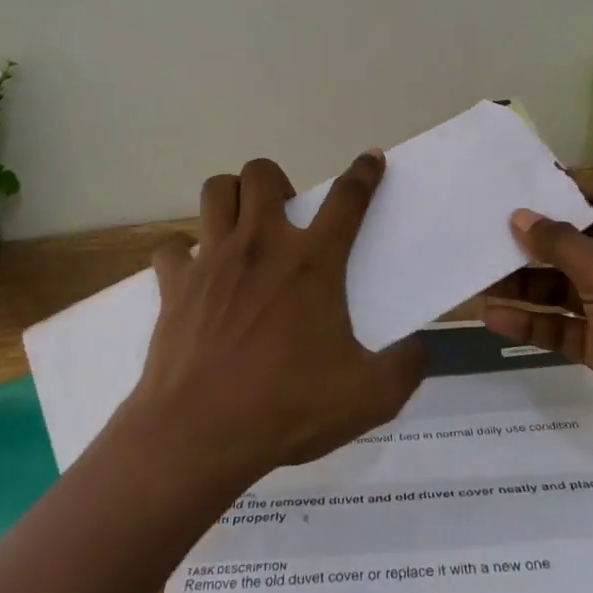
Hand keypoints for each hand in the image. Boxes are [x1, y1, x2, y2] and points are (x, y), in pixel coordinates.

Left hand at [122, 151, 425, 488]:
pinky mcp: (175, 283)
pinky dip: (183, 253)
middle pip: (262, 173)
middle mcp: (261, 245)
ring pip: (216, 191)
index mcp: (311, 263)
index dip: (364, 173)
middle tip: (285, 217)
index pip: (347, 199)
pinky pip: (172, 247)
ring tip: (242, 228)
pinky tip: (194, 275)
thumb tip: (420, 349)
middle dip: (277, 181)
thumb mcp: (368, 397)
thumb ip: (405, 369)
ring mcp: (213, 259)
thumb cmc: (286, 408)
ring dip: (231, 198)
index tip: (371, 158)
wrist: (199, 433)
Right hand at [483, 186, 592, 516]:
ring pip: (562, 288)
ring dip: (524, 285)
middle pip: (575, 246)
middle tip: (482, 231)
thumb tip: (520, 215)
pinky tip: (492, 318)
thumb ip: (561, 243)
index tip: (515, 185)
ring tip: (478, 277)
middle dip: (532, 242)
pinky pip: (561, 327)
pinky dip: (531, 322)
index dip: (562, 192)